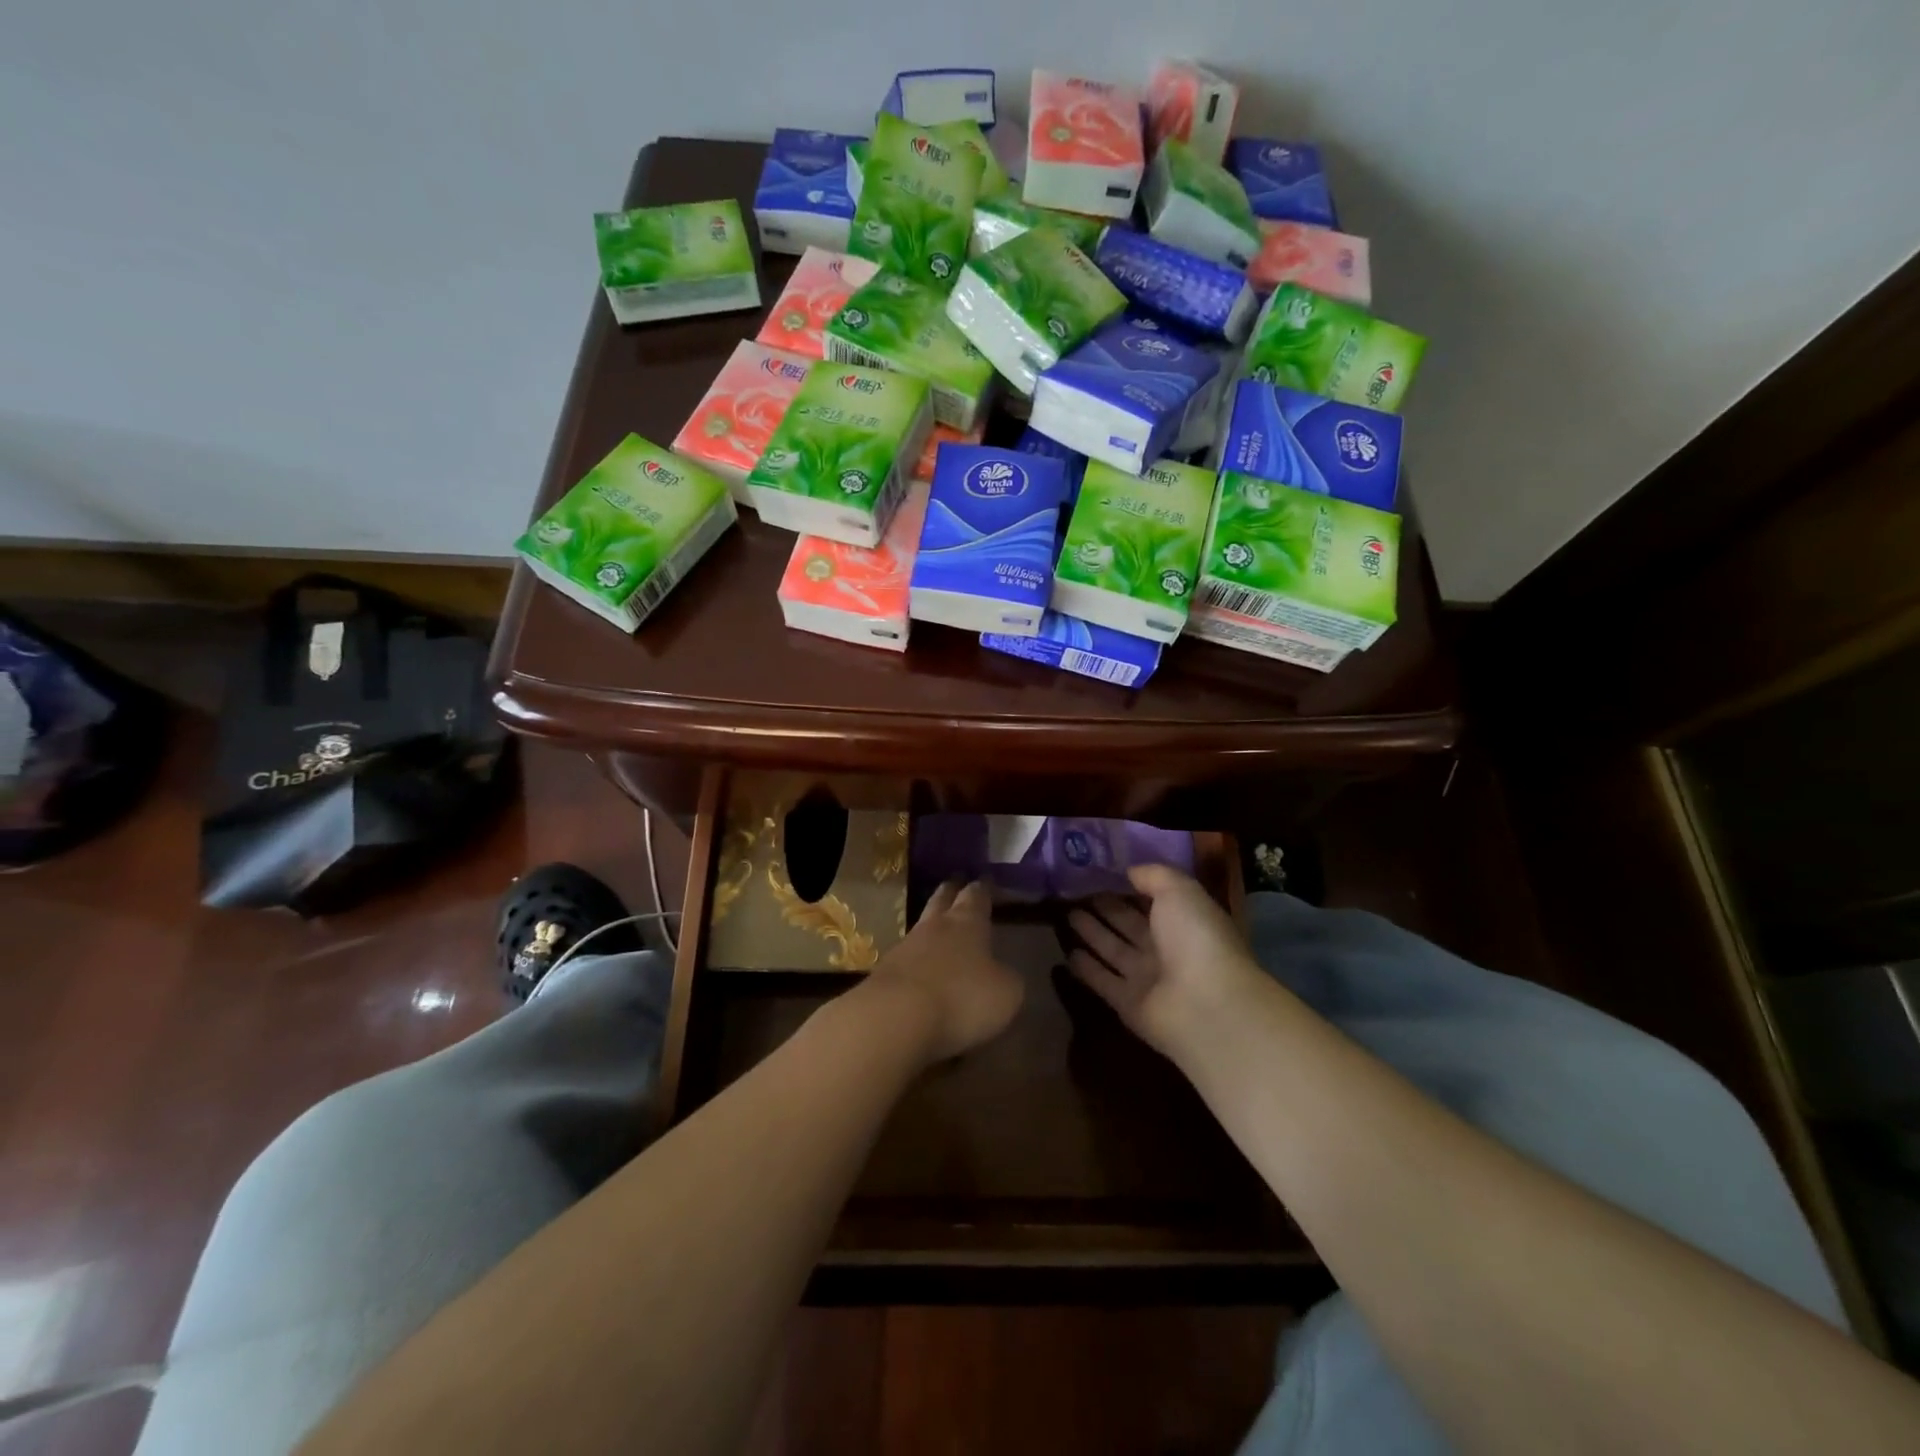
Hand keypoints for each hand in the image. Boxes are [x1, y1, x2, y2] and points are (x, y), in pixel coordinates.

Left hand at [868, 879, 1023, 1062]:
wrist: (894, 1018)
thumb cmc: (960, 998)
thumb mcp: (1005, 993)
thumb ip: (1006, 979)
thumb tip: (1002, 975)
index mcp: (967, 923)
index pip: (976, 896)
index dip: (983, 889)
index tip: (986, 879)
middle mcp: (933, 927)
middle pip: (941, 899)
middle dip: (951, 892)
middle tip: (956, 884)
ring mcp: (904, 948)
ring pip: (921, 928)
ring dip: (931, 928)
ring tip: (940, 930)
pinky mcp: (883, 974)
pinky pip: (905, 961)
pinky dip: (915, 963)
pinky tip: (921, 974)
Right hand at [1066, 863, 1263, 1060]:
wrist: (1205, 1005)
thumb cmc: (1196, 938)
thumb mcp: (1179, 891)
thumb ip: (1153, 876)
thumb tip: (1129, 872)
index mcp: (1183, 921)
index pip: (1152, 900)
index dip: (1129, 887)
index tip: (1100, 873)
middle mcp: (1166, 949)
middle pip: (1129, 925)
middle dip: (1107, 909)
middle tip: (1076, 894)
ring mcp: (1147, 978)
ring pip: (1113, 950)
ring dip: (1092, 934)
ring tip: (1067, 915)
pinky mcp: (1127, 1004)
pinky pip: (1102, 980)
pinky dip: (1086, 968)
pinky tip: (1067, 953)